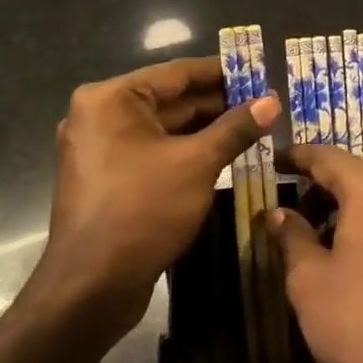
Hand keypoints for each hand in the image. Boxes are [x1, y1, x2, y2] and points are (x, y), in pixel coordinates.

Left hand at [31, 57, 279, 347]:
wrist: (90, 290)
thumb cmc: (142, 212)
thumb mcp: (197, 164)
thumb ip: (235, 128)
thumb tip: (272, 100)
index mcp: (111, 99)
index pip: (177, 73)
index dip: (222, 72)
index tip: (260, 72)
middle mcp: (100, 115)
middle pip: (171, 99)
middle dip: (218, 103)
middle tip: (265, 103)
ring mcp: (101, 149)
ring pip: (165, 128)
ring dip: (207, 129)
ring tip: (255, 127)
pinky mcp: (108, 178)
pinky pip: (155, 152)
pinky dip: (187, 151)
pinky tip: (225, 155)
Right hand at [267, 146, 362, 362]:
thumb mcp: (310, 283)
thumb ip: (291, 237)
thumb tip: (276, 213)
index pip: (327, 157)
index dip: (297, 156)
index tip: (273, 159)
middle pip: (357, 171)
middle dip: (323, 183)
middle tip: (291, 200)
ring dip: (350, 202)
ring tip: (319, 230)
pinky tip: (356, 248)